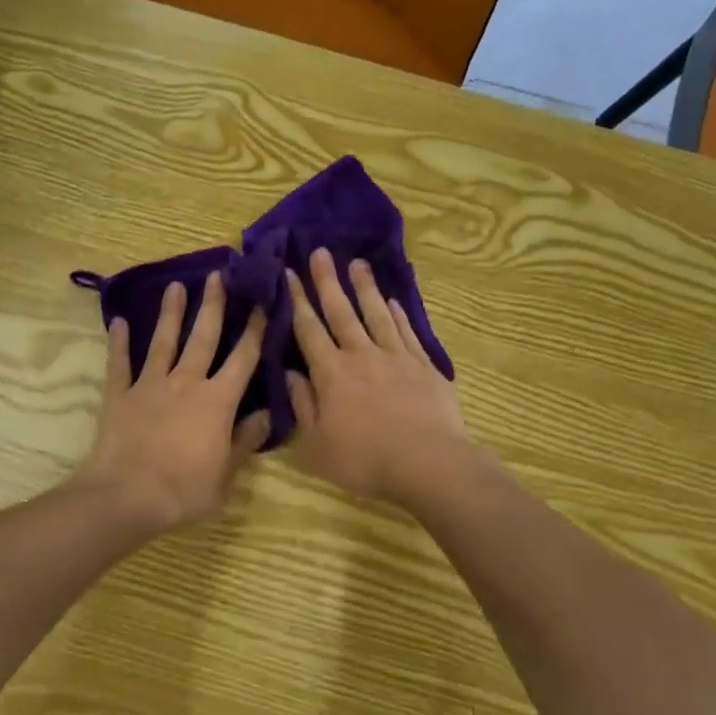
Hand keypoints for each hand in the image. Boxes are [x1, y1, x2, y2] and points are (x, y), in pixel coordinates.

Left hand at [71, 273, 269, 534]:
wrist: (128, 495)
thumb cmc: (184, 489)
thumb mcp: (227, 473)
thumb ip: (246, 440)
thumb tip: (266, 414)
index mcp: (218, 401)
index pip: (243, 359)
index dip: (254, 330)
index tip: (261, 303)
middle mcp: (186, 383)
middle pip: (203, 337)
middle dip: (212, 305)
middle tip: (218, 275)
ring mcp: (150, 385)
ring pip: (164, 342)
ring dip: (170, 314)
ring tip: (175, 286)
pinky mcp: (120, 395)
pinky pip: (119, 363)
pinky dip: (119, 343)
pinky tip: (118, 322)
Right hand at [286, 248, 472, 510]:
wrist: (428, 463)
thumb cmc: (364, 459)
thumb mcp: (317, 443)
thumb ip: (302, 405)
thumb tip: (291, 373)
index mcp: (330, 373)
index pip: (308, 329)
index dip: (296, 300)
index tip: (288, 273)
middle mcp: (361, 355)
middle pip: (341, 312)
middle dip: (327, 281)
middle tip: (320, 251)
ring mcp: (395, 357)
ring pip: (376, 314)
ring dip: (364, 287)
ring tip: (357, 263)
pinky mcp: (423, 366)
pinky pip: (406, 331)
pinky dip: (397, 314)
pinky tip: (392, 301)